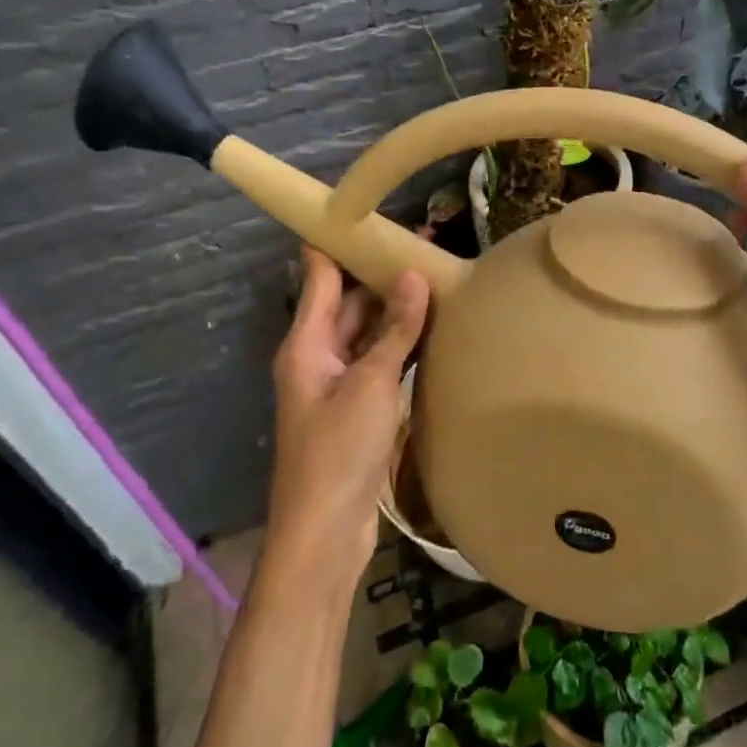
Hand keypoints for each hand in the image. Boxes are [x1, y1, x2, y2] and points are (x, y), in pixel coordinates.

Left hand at [267, 248, 429, 583]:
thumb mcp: (371, 385)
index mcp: (306, 343)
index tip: (374, 211)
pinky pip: (380, 362)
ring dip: (397, 310)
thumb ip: (394, 330)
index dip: (340, 240)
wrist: (324, 536)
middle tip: (430, 247)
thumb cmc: (337, 453)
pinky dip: (402, 344)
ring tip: (439, 279)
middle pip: (348, 301)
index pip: (319, 274)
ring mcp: (338, 384)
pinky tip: (435, 331)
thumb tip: (413, 275)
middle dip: (383, 274)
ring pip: (368, 332)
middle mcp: (318, 356)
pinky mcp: (358, 408)